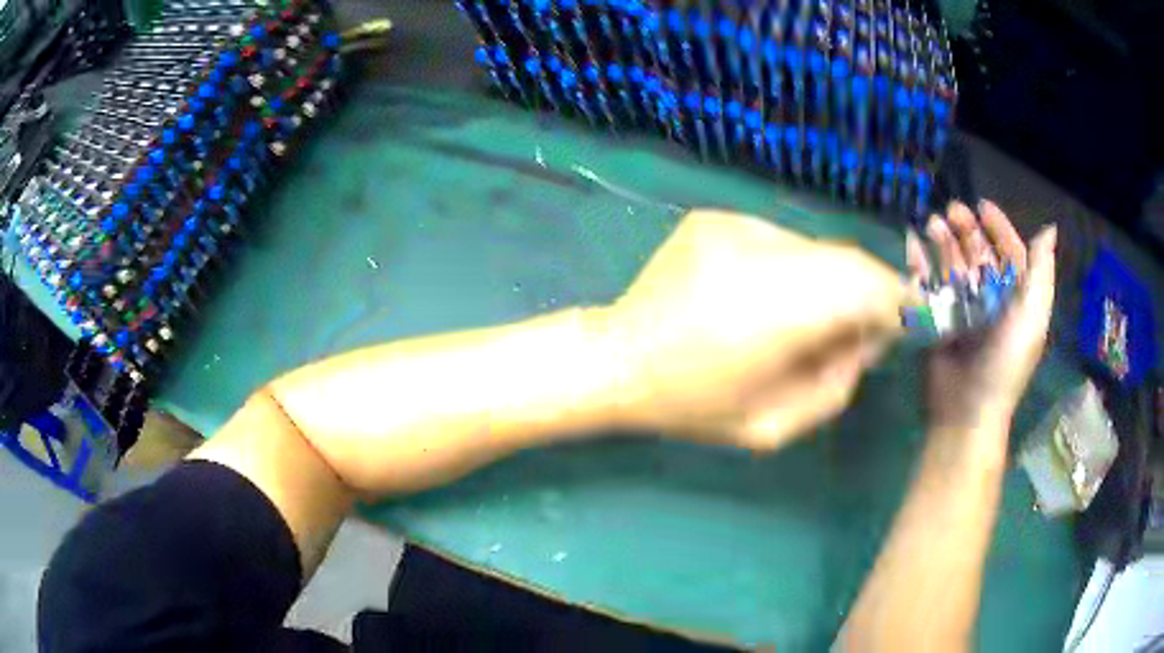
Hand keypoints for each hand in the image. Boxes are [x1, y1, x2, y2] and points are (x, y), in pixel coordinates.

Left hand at [605, 209, 910, 450]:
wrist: (617, 358)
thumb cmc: (692, 404)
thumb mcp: (771, 427)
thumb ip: (836, 386)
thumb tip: (868, 341)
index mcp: (773, 312)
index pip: (865, 285)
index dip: (894, 301)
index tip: (898, 325)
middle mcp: (758, 254)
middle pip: (845, 259)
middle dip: (865, 292)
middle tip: (856, 329)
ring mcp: (733, 225)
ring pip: (814, 248)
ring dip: (826, 280)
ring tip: (801, 318)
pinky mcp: (715, 217)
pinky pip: (779, 240)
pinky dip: (790, 267)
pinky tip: (760, 297)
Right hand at [907, 201, 1056, 430]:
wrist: (966, 410)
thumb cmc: (1004, 363)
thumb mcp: (1031, 318)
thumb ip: (1041, 274)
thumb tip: (1049, 230)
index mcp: (1016, 298)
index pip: (1011, 254)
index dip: (1000, 228)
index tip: (982, 206)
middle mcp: (991, 300)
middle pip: (980, 255)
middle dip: (967, 230)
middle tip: (951, 212)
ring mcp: (962, 310)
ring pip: (954, 265)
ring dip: (944, 242)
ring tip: (933, 224)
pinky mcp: (937, 321)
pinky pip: (928, 284)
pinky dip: (920, 264)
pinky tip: (913, 245)